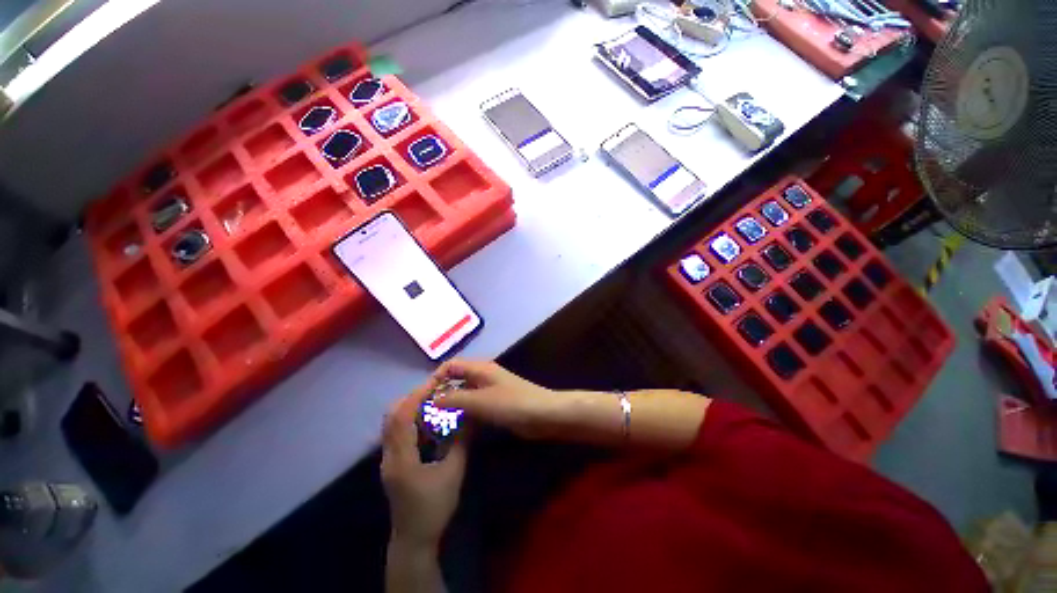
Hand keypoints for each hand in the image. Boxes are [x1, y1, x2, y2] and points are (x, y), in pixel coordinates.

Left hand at [381, 382, 466, 547]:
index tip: (435, 381)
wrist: (415, 539)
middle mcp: (389, 455)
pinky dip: (412, 420)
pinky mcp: (393, 463)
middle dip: (413, 397)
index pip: (402, 417)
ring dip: (412, 407)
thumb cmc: (434, 507)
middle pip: (392, 415)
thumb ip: (461, 442)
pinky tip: (430, 422)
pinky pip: (398, 432)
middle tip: (436, 390)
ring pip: (393, 423)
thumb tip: (470, 416)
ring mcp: (388, 459)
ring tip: (435, 401)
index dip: (417, 395)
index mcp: (401, 457)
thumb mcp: (453, 473)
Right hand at [433, 359, 564, 438]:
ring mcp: (490, 391)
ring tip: (435, 424)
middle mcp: (483, 376)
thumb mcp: (480, 401)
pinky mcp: (495, 405)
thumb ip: (454, 399)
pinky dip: (463, 414)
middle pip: (456, 380)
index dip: (435, 378)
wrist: (543, 415)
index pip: (451, 365)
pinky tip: (454, 429)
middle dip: (441, 393)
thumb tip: (431, 399)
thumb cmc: (512, 403)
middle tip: (426, 414)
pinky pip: (474, 406)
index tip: (423, 398)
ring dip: (451, 406)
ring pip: (464, 395)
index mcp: (480, 368)